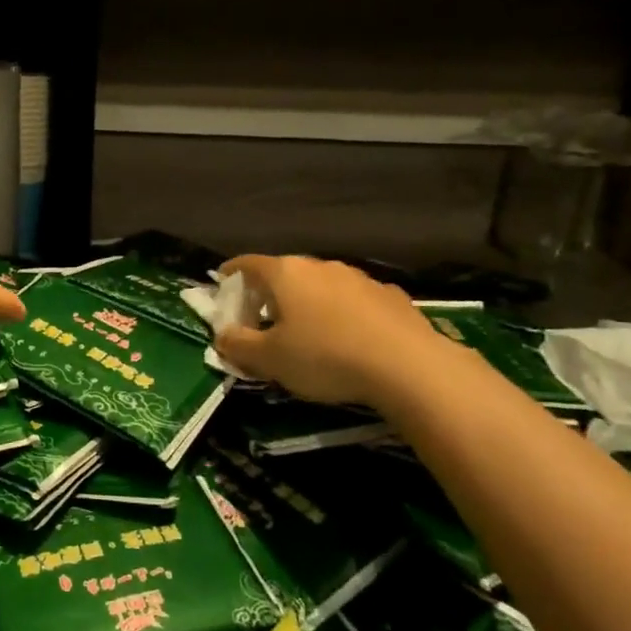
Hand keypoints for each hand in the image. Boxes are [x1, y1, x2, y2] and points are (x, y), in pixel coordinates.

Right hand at [215, 254, 457, 411]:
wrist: (409, 366)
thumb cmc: (325, 357)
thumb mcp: (270, 360)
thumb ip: (238, 346)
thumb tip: (221, 336)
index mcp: (285, 273)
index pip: (247, 264)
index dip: (230, 274)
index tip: (222, 284)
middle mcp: (320, 266)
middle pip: (284, 273)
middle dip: (269, 293)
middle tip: (262, 318)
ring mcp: (358, 278)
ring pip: (321, 286)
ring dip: (308, 303)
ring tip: (307, 331)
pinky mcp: (390, 296)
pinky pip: (354, 301)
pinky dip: (343, 313)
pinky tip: (350, 339)